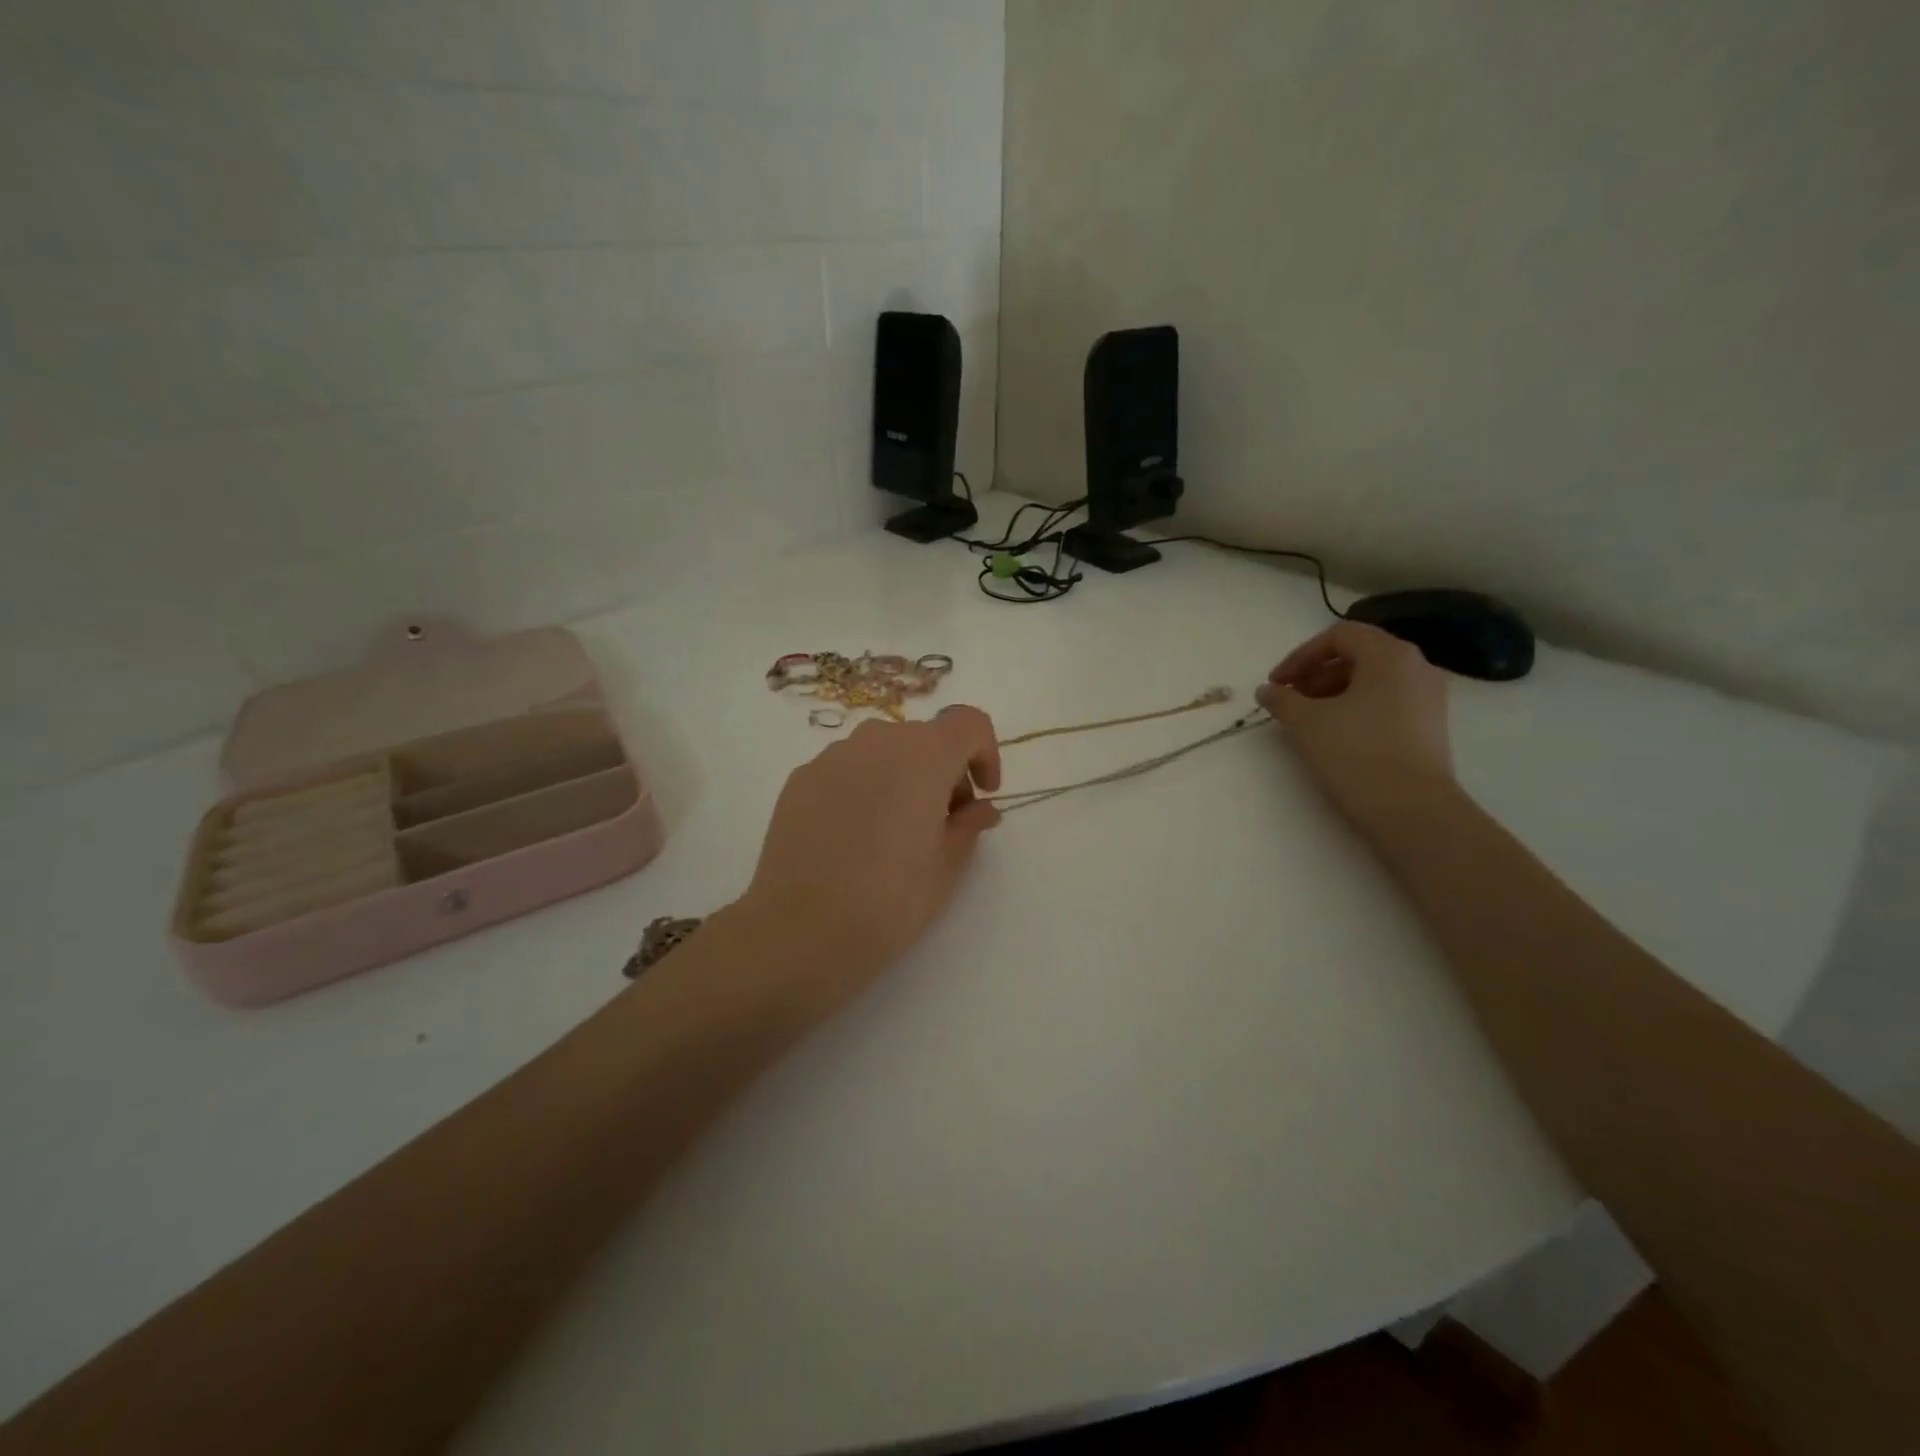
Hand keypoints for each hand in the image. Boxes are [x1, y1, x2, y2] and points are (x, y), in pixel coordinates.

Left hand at [735, 707, 1003, 995]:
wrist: (799, 930)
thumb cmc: (888, 901)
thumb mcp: (945, 868)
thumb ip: (969, 826)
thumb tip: (980, 809)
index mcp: (923, 756)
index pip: (968, 723)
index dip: (985, 752)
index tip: (983, 794)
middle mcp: (877, 741)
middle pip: (925, 737)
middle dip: (944, 770)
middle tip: (944, 822)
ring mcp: (831, 757)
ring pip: (882, 751)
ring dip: (902, 777)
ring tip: (896, 831)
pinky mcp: (799, 779)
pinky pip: (846, 769)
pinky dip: (863, 788)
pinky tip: (854, 837)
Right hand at [1256, 622, 1454, 829]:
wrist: (1412, 810)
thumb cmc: (1357, 754)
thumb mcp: (1307, 723)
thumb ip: (1283, 700)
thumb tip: (1267, 690)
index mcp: (1390, 656)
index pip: (1340, 636)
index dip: (1301, 656)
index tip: (1277, 683)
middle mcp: (1416, 667)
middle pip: (1358, 655)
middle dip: (1317, 674)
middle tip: (1290, 700)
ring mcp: (1428, 697)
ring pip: (1373, 680)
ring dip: (1334, 692)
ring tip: (1309, 719)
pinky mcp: (1430, 726)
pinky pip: (1387, 701)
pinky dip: (1357, 707)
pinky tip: (1337, 734)